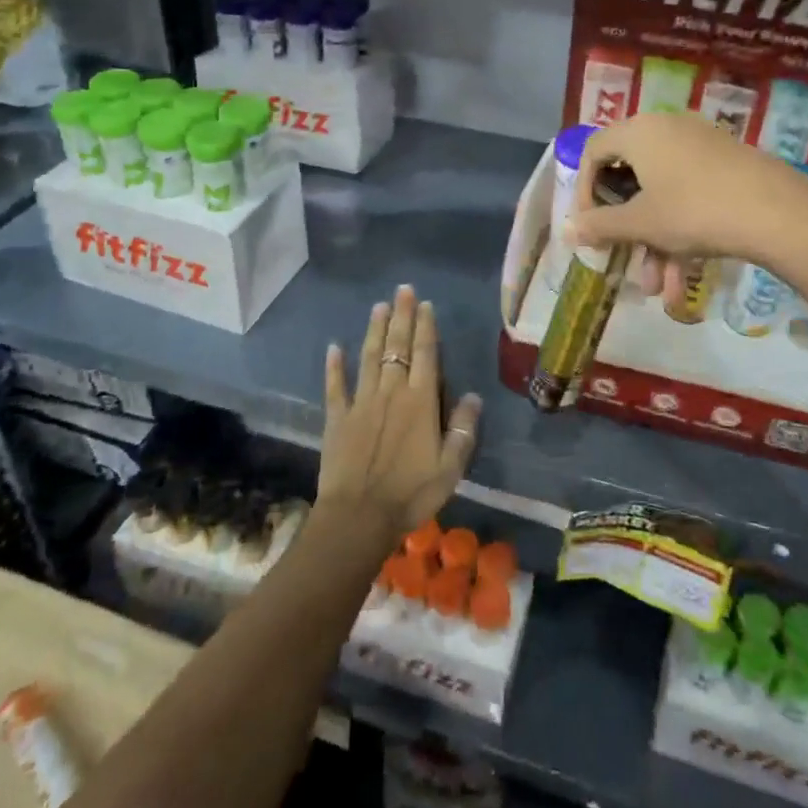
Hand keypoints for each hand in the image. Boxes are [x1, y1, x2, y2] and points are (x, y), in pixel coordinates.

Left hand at [320, 285, 480, 552]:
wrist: (358, 517)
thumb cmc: (410, 494)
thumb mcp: (451, 467)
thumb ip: (463, 429)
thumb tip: (473, 395)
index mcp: (421, 401)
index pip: (426, 355)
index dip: (426, 327)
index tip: (425, 304)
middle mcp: (391, 392)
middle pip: (397, 347)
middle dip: (401, 316)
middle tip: (403, 290)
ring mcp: (361, 402)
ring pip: (369, 357)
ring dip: (375, 330)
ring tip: (378, 306)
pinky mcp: (337, 418)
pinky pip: (336, 386)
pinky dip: (335, 366)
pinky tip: (334, 347)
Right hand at [566, 113, 807, 299]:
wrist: (778, 213)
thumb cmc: (693, 210)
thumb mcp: (640, 223)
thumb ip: (599, 226)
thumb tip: (568, 230)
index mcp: (640, 131)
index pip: (594, 151)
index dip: (584, 190)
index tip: (589, 226)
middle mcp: (667, 129)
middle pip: (630, 178)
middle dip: (626, 230)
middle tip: (621, 259)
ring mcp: (700, 146)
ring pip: (662, 196)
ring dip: (654, 243)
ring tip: (657, 288)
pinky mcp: (726, 165)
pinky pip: (689, 196)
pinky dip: (681, 234)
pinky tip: (682, 280)